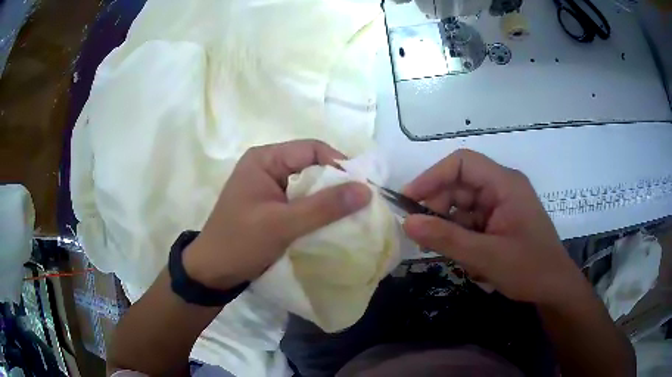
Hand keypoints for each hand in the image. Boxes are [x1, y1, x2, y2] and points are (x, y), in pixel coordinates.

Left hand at [183, 140, 370, 289]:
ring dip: (329, 199)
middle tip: (361, 203)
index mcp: (265, 159)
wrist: (213, 272)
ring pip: (309, 184)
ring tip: (352, 214)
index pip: (312, 149)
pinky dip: (318, 210)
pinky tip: (332, 223)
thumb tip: (366, 190)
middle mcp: (268, 165)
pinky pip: (302, 200)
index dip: (340, 164)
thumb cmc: (241, 243)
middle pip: (312, 165)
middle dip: (336, 183)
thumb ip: (324, 207)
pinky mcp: (272, 205)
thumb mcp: (282, 225)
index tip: (362, 188)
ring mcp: (269, 186)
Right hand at [402, 149, 584, 304]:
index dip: (433, 176)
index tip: (408, 199)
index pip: (463, 163)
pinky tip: (456, 253)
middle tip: (418, 232)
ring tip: (434, 247)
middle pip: (460, 184)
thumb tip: (406, 222)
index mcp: (505, 184)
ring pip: (462, 205)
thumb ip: (446, 238)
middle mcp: (502, 188)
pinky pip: (470, 221)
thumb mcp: (486, 256)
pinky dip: (458, 234)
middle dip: (437, 205)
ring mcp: (501, 206)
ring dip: (446, 223)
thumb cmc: (529, 269)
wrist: (554, 289)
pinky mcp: (499, 222)